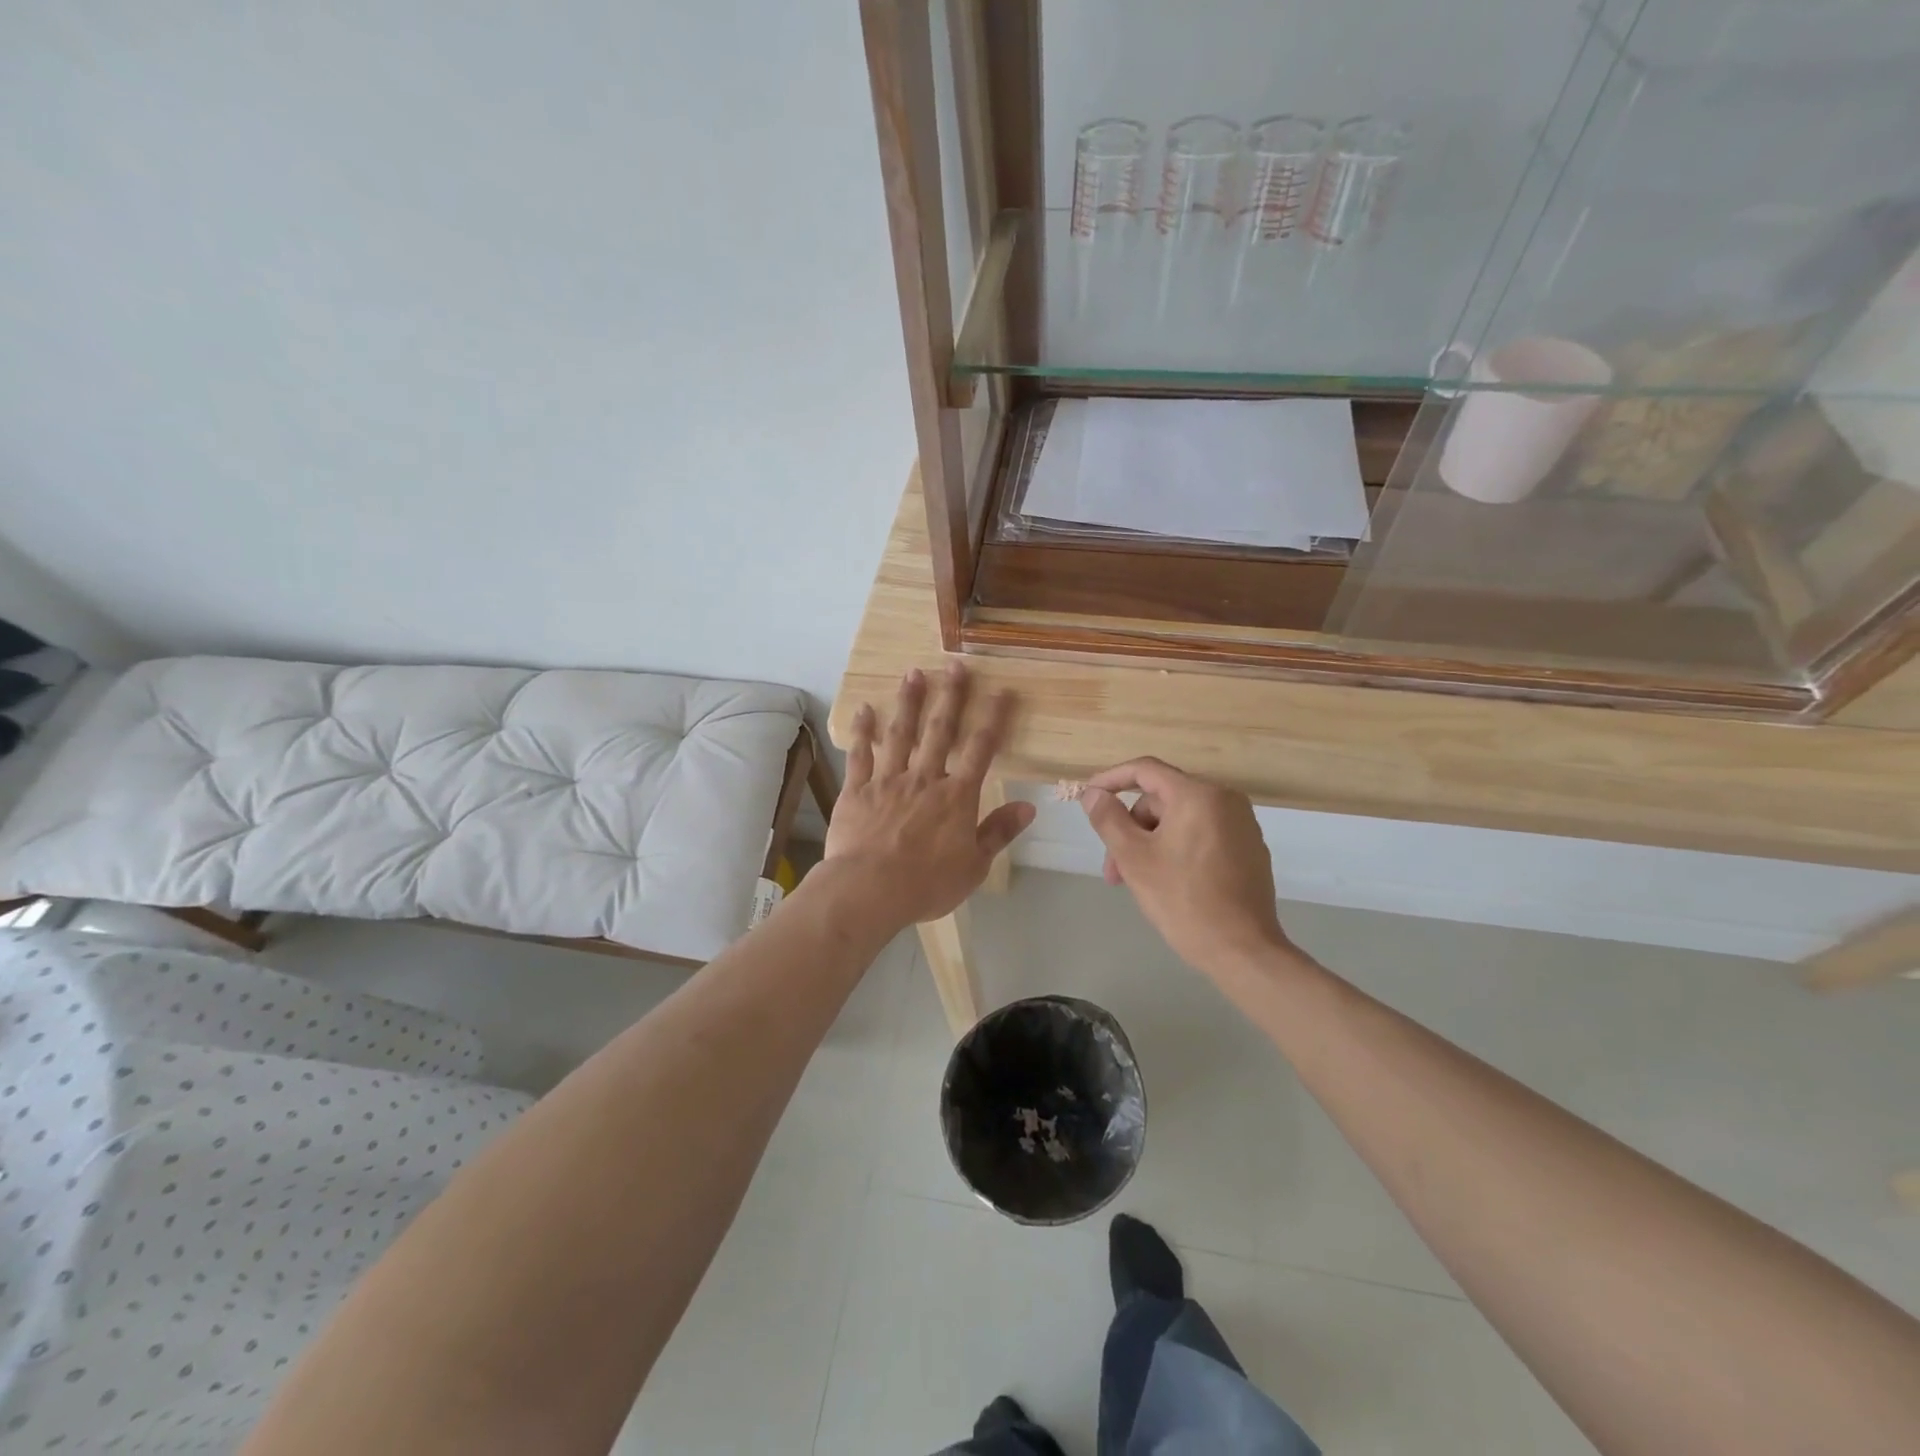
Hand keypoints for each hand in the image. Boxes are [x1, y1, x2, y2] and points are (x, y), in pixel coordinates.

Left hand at [822, 664, 1035, 929]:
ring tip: (913, 673)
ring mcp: (888, 780)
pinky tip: (865, 709)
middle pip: (940, 730)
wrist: (869, 890)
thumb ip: (999, 832)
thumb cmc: (927, 884)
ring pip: (900, 733)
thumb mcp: (974, 865)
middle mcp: (924, 778)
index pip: (981, 749)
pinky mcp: (858, 790)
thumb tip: (1029, 807)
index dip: (994, 718)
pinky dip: (862, 731)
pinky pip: (860, 755)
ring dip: (909, 702)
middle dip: (950, 696)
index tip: (1002, 691)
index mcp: (957, 796)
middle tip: (956, 665)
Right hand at [1078, 757, 1287, 976]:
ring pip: (1180, 819)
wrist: (1242, 950)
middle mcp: (1225, 799)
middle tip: (1113, 869)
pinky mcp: (1248, 848)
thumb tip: (1093, 794)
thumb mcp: (1134, 858)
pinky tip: (1166, 881)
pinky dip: (1176, 848)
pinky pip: (1201, 834)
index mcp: (1198, 794)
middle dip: (1131, 828)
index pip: (1145, 770)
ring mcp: (1241, 824)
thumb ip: (1108, 819)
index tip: (1088, 796)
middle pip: (1162, 799)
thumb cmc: (1183, 899)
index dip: (1111, 779)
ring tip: (1134, 882)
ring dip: (1150, 842)